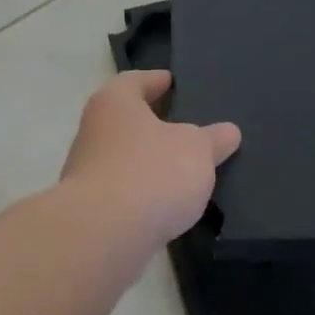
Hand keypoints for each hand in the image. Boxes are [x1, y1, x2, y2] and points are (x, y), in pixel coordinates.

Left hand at [61, 71, 241, 247]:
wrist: (103, 234)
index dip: (156, 80)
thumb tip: (228, 131)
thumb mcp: (197, 150)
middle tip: (186, 127)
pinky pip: (123, 192)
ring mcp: (86, 172)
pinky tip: (165, 203)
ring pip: (123, 158)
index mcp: (114, 103)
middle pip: (126, 120)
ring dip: (148, 162)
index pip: (135, 80)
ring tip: (182, 169)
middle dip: (153, 124)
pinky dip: (141, 193)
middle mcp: (93, 131)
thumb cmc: (151, 173)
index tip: (173, 82)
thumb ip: (213, 139)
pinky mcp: (90, 208)